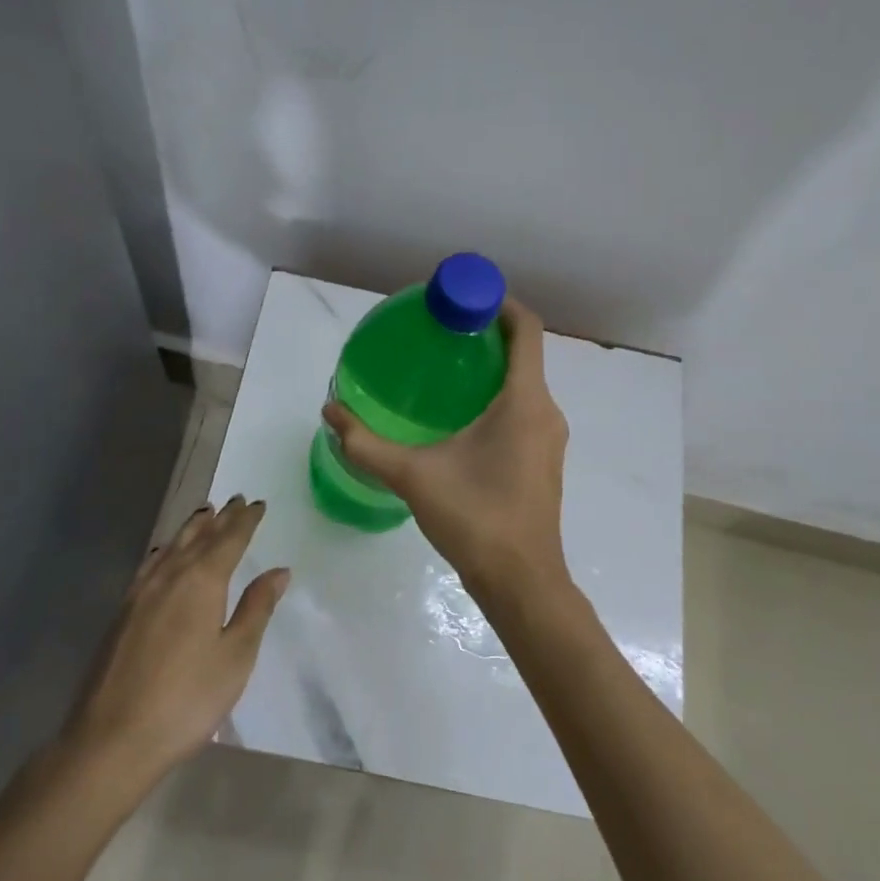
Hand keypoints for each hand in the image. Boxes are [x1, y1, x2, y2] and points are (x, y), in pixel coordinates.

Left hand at [64, 497, 287, 779]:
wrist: (113, 738)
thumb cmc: (187, 699)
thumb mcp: (235, 656)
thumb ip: (256, 608)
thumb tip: (278, 570)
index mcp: (202, 581)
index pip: (229, 540)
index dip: (246, 521)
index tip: (258, 503)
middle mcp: (170, 576)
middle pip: (199, 537)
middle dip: (220, 519)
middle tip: (235, 500)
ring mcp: (140, 593)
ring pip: (172, 547)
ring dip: (191, 529)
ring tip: (204, 515)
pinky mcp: (122, 613)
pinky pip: (151, 565)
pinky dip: (166, 551)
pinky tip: (164, 556)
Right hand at [324, 297, 570, 612]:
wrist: (522, 582)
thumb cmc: (475, 518)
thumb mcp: (412, 476)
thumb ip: (366, 443)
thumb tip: (330, 411)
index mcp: (524, 401)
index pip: (525, 329)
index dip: (498, 303)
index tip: (461, 298)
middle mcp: (546, 411)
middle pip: (524, 354)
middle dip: (484, 336)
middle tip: (439, 334)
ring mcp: (549, 438)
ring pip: (524, 385)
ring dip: (491, 369)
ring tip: (444, 371)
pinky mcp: (544, 460)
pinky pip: (525, 410)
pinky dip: (498, 398)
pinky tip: (460, 418)